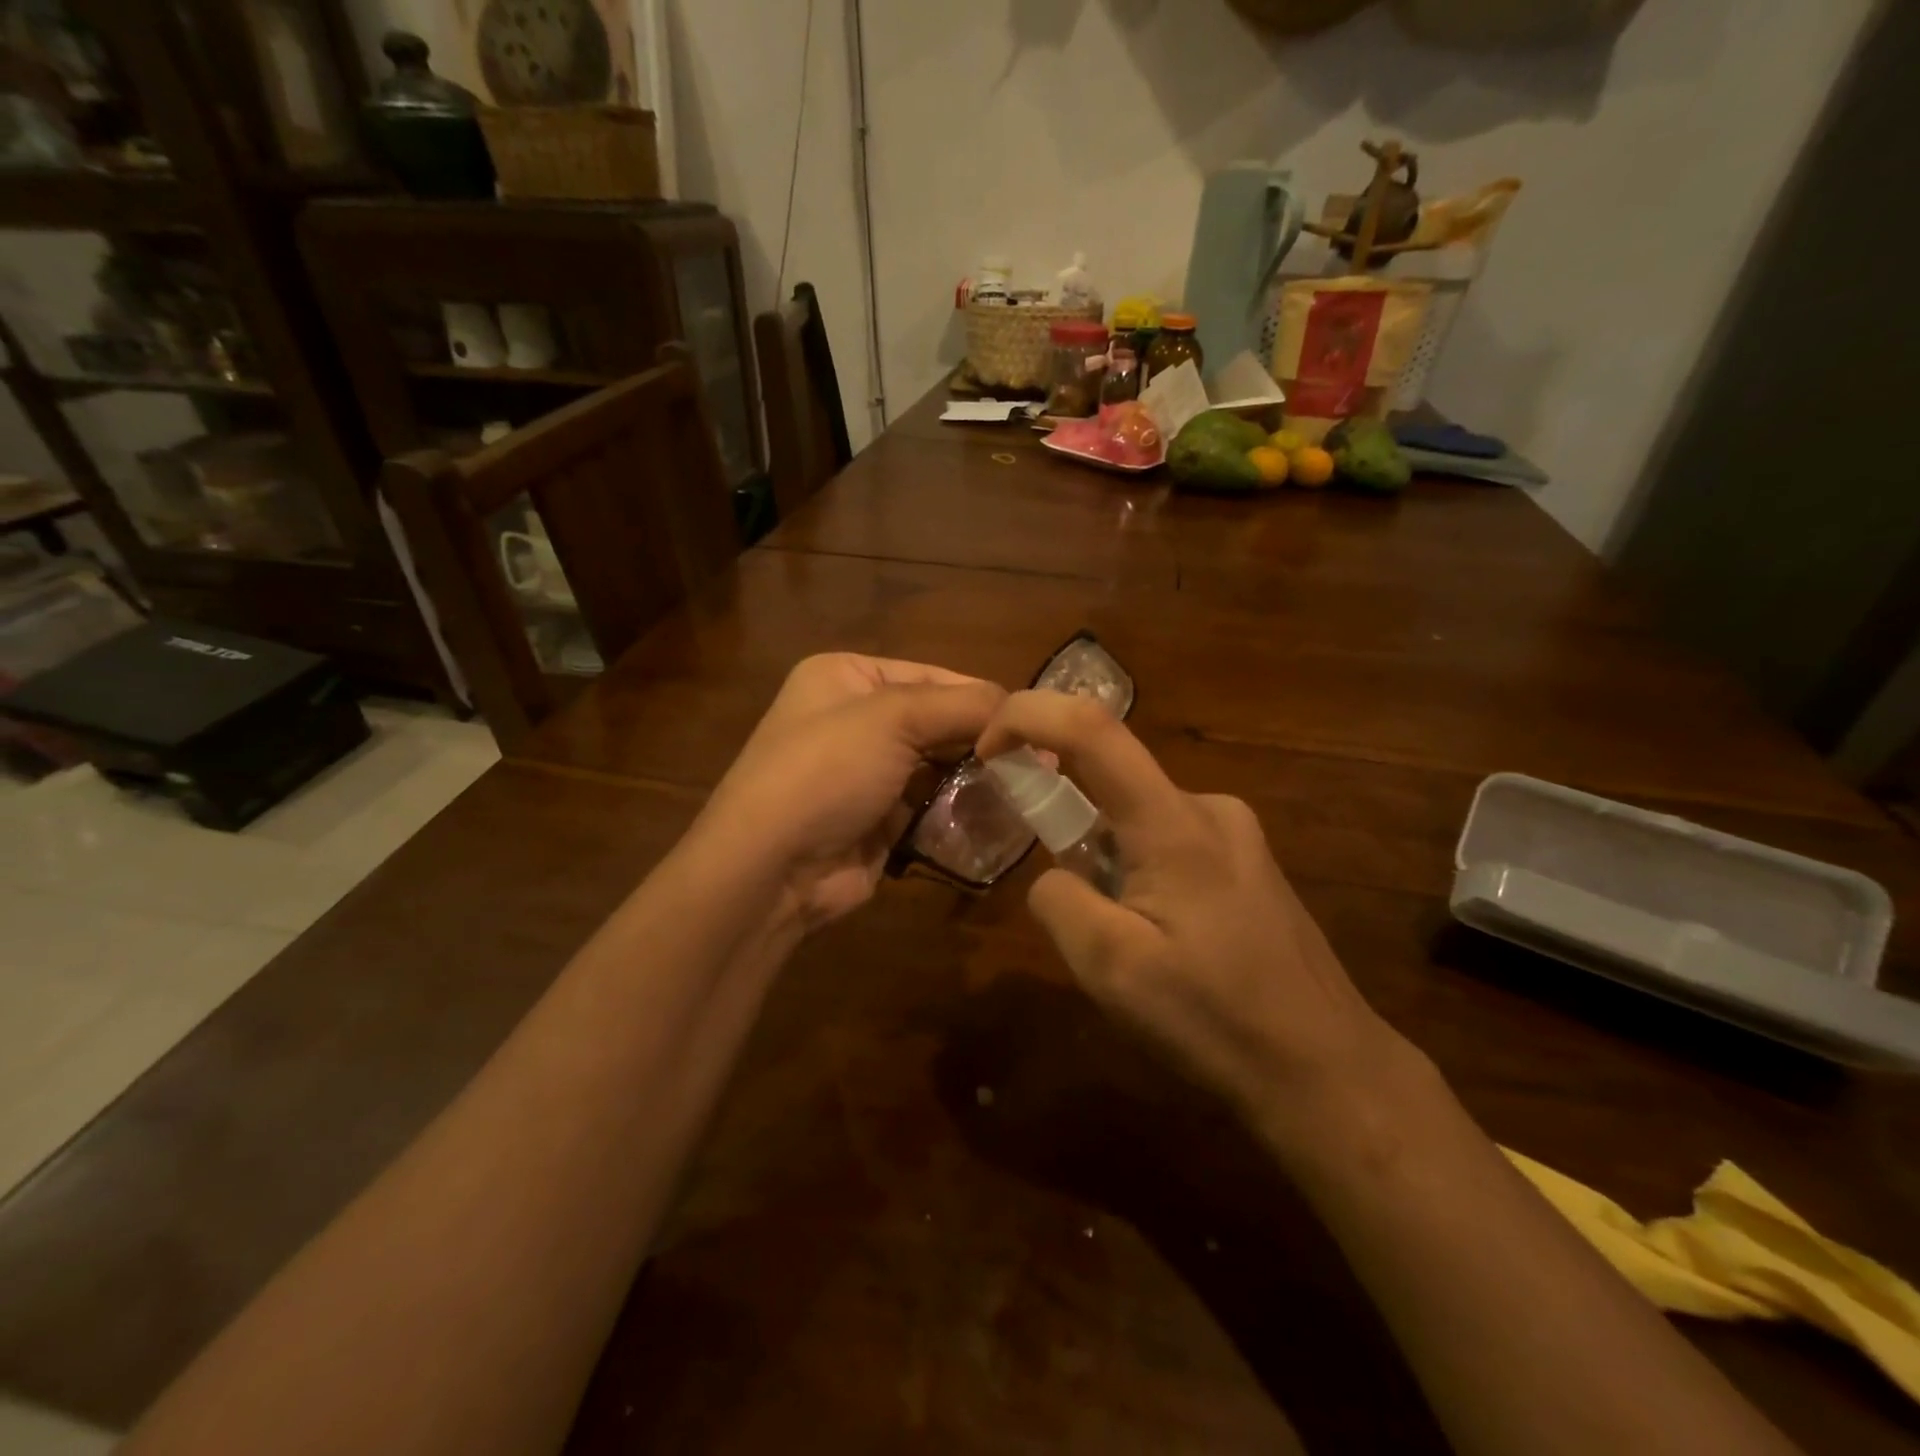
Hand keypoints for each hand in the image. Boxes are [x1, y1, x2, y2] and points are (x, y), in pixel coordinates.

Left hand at [697, 654, 1005, 928]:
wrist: (771, 867)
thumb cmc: (826, 770)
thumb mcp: (893, 717)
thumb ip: (963, 705)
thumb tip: (1022, 709)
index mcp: (847, 677)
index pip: (931, 676)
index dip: (980, 697)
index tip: (1031, 722)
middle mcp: (855, 720)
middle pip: (938, 722)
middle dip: (983, 742)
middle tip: (1038, 761)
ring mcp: (866, 774)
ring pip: (939, 767)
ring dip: (977, 779)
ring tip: (1028, 790)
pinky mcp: (879, 820)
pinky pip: (931, 807)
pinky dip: (961, 811)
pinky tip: (998, 818)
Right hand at [976, 691, 1404, 1144]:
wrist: (1329, 1071)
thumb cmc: (1218, 1021)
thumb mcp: (1111, 971)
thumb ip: (1059, 900)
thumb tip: (1055, 873)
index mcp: (1174, 823)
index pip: (1090, 729)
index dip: (1026, 717)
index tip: (985, 751)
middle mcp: (1207, 807)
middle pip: (1109, 780)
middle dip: (1066, 828)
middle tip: (1079, 915)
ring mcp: (1234, 832)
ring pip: (1134, 818)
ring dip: (1105, 862)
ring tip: (1133, 946)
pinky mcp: (1245, 859)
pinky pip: (1165, 840)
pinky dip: (1136, 871)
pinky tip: (1166, 940)